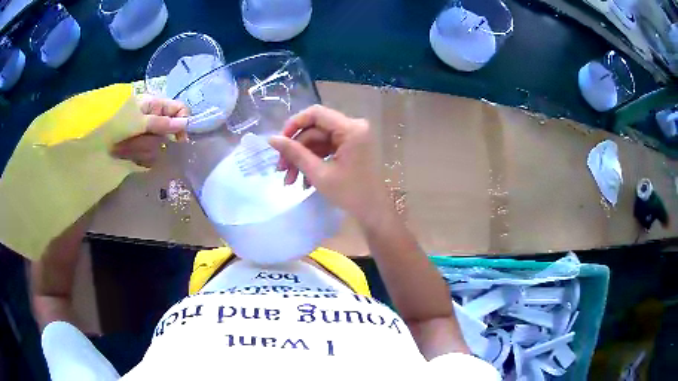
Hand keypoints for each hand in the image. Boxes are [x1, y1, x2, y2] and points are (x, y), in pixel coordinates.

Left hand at [111, 95, 188, 167]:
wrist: (99, 147)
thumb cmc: (118, 126)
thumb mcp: (139, 121)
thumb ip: (162, 123)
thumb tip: (186, 123)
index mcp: (154, 104)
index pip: (178, 108)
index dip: (182, 121)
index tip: (180, 138)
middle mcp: (153, 118)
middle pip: (169, 129)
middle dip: (157, 138)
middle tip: (143, 142)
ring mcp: (148, 134)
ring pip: (160, 144)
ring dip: (146, 149)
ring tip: (131, 149)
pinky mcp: (143, 149)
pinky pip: (152, 155)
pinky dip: (142, 157)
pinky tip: (131, 156)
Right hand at [268, 105, 390, 221]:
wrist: (374, 213)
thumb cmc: (350, 194)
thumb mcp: (319, 174)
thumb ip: (295, 153)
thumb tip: (271, 139)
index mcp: (351, 128)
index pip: (316, 113)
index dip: (294, 124)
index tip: (279, 142)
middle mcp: (354, 127)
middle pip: (316, 129)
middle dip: (296, 150)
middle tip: (281, 169)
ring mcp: (354, 137)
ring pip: (319, 141)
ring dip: (303, 159)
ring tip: (289, 180)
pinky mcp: (352, 147)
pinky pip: (327, 149)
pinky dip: (314, 162)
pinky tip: (304, 181)